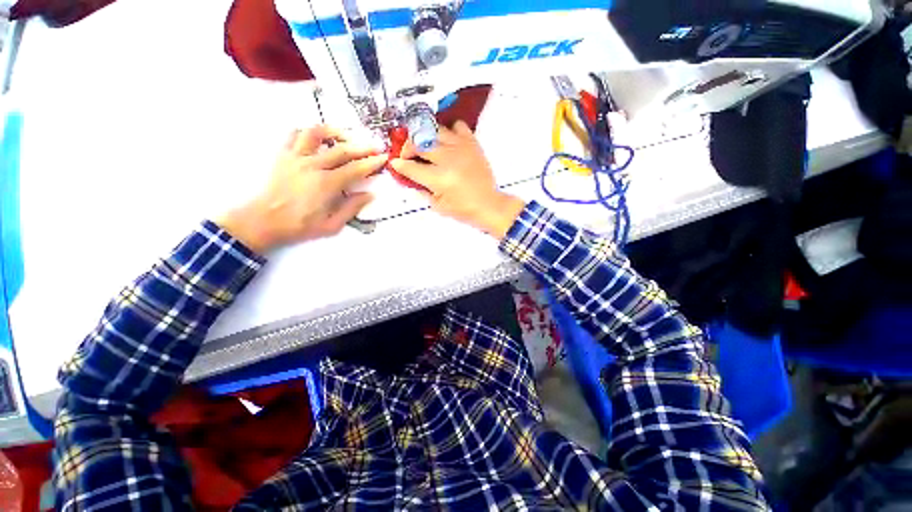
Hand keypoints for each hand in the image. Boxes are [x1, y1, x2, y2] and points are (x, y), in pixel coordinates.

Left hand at [219, 126, 386, 253]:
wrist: (264, 220)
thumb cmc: (300, 225)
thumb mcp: (332, 225)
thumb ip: (352, 208)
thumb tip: (369, 194)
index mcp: (327, 184)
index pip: (355, 169)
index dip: (372, 163)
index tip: (383, 157)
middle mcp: (313, 166)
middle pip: (342, 150)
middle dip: (362, 147)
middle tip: (375, 145)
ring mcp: (296, 157)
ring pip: (316, 134)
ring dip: (334, 132)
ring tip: (346, 135)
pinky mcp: (283, 155)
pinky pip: (295, 135)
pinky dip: (308, 132)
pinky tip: (318, 138)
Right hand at [390, 121, 524, 238]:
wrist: (488, 204)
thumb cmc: (463, 209)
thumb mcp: (438, 206)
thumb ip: (421, 190)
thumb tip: (409, 178)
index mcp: (439, 178)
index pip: (411, 167)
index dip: (399, 164)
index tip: (396, 163)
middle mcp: (448, 159)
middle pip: (418, 143)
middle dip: (407, 148)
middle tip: (408, 155)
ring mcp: (460, 148)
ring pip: (434, 130)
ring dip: (425, 137)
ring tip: (426, 146)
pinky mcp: (471, 143)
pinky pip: (457, 126)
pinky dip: (449, 131)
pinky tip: (448, 142)